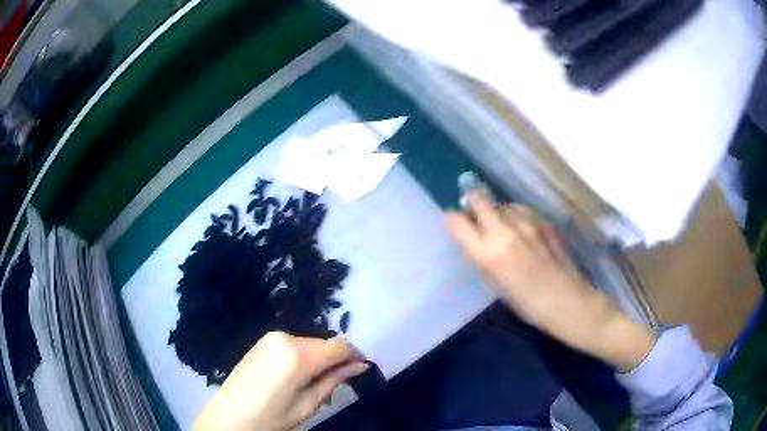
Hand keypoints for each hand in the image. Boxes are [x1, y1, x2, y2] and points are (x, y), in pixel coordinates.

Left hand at [194, 332, 368, 430]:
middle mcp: (284, 337)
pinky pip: (293, 346)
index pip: (340, 344)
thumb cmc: (270, 418)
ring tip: (312, 387)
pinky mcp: (262, 342)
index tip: (360, 371)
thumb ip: (334, 380)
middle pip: (324, 343)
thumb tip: (361, 365)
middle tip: (333, 389)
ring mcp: (270, 337)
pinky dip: (303, 359)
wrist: (228, 418)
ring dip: (318, 361)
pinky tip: (295, 379)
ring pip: (310, 344)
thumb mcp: (307, 405)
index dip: (354, 356)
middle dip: (335, 361)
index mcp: (297, 354)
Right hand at [446, 191, 654, 371]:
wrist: (569, 302)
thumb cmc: (528, 305)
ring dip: (499, 211)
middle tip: (476, 214)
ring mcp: (527, 222)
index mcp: (487, 254)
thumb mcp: (497, 285)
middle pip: (478, 198)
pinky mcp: (544, 221)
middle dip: (473, 202)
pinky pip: (523, 210)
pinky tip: (525, 232)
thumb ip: (484, 257)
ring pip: (503, 202)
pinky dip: (518, 216)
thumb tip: (477, 238)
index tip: (457, 225)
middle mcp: (504, 231)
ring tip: (505, 227)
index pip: (457, 221)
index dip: (453, 220)